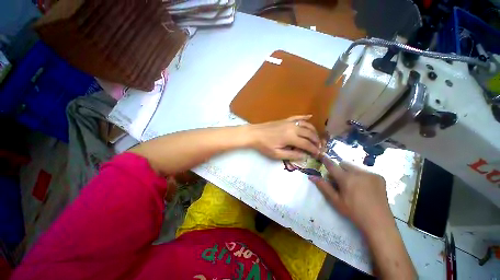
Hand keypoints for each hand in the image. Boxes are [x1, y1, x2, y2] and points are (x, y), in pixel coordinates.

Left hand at [247, 115, 320, 160]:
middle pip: (309, 134)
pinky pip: (297, 117)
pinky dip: (305, 117)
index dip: (314, 150)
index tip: (318, 154)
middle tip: (319, 147)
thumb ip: (292, 155)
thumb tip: (304, 156)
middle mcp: (293, 128)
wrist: (254, 133)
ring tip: (316, 137)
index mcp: (291, 137)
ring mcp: (289, 122)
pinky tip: (310, 116)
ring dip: (313, 130)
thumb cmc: (264, 145)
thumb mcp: (277, 154)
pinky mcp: (285, 120)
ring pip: (306, 125)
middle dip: (316, 141)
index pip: (307, 144)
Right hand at [309, 157, 391, 234]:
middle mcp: (359, 173)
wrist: (378, 222)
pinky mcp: (379, 177)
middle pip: (343, 164)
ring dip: (350, 172)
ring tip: (353, 185)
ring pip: (354, 167)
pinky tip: (364, 187)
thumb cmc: (353, 212)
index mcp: (346, 179)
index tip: (321, 155)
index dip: (325, 160)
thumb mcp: (335, 200)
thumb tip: (311, 176)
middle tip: (340, 181)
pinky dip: (361, 176)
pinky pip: (365, 171)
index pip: (332, 165)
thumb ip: (323, 186)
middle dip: (339, 169)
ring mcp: (370, 174)